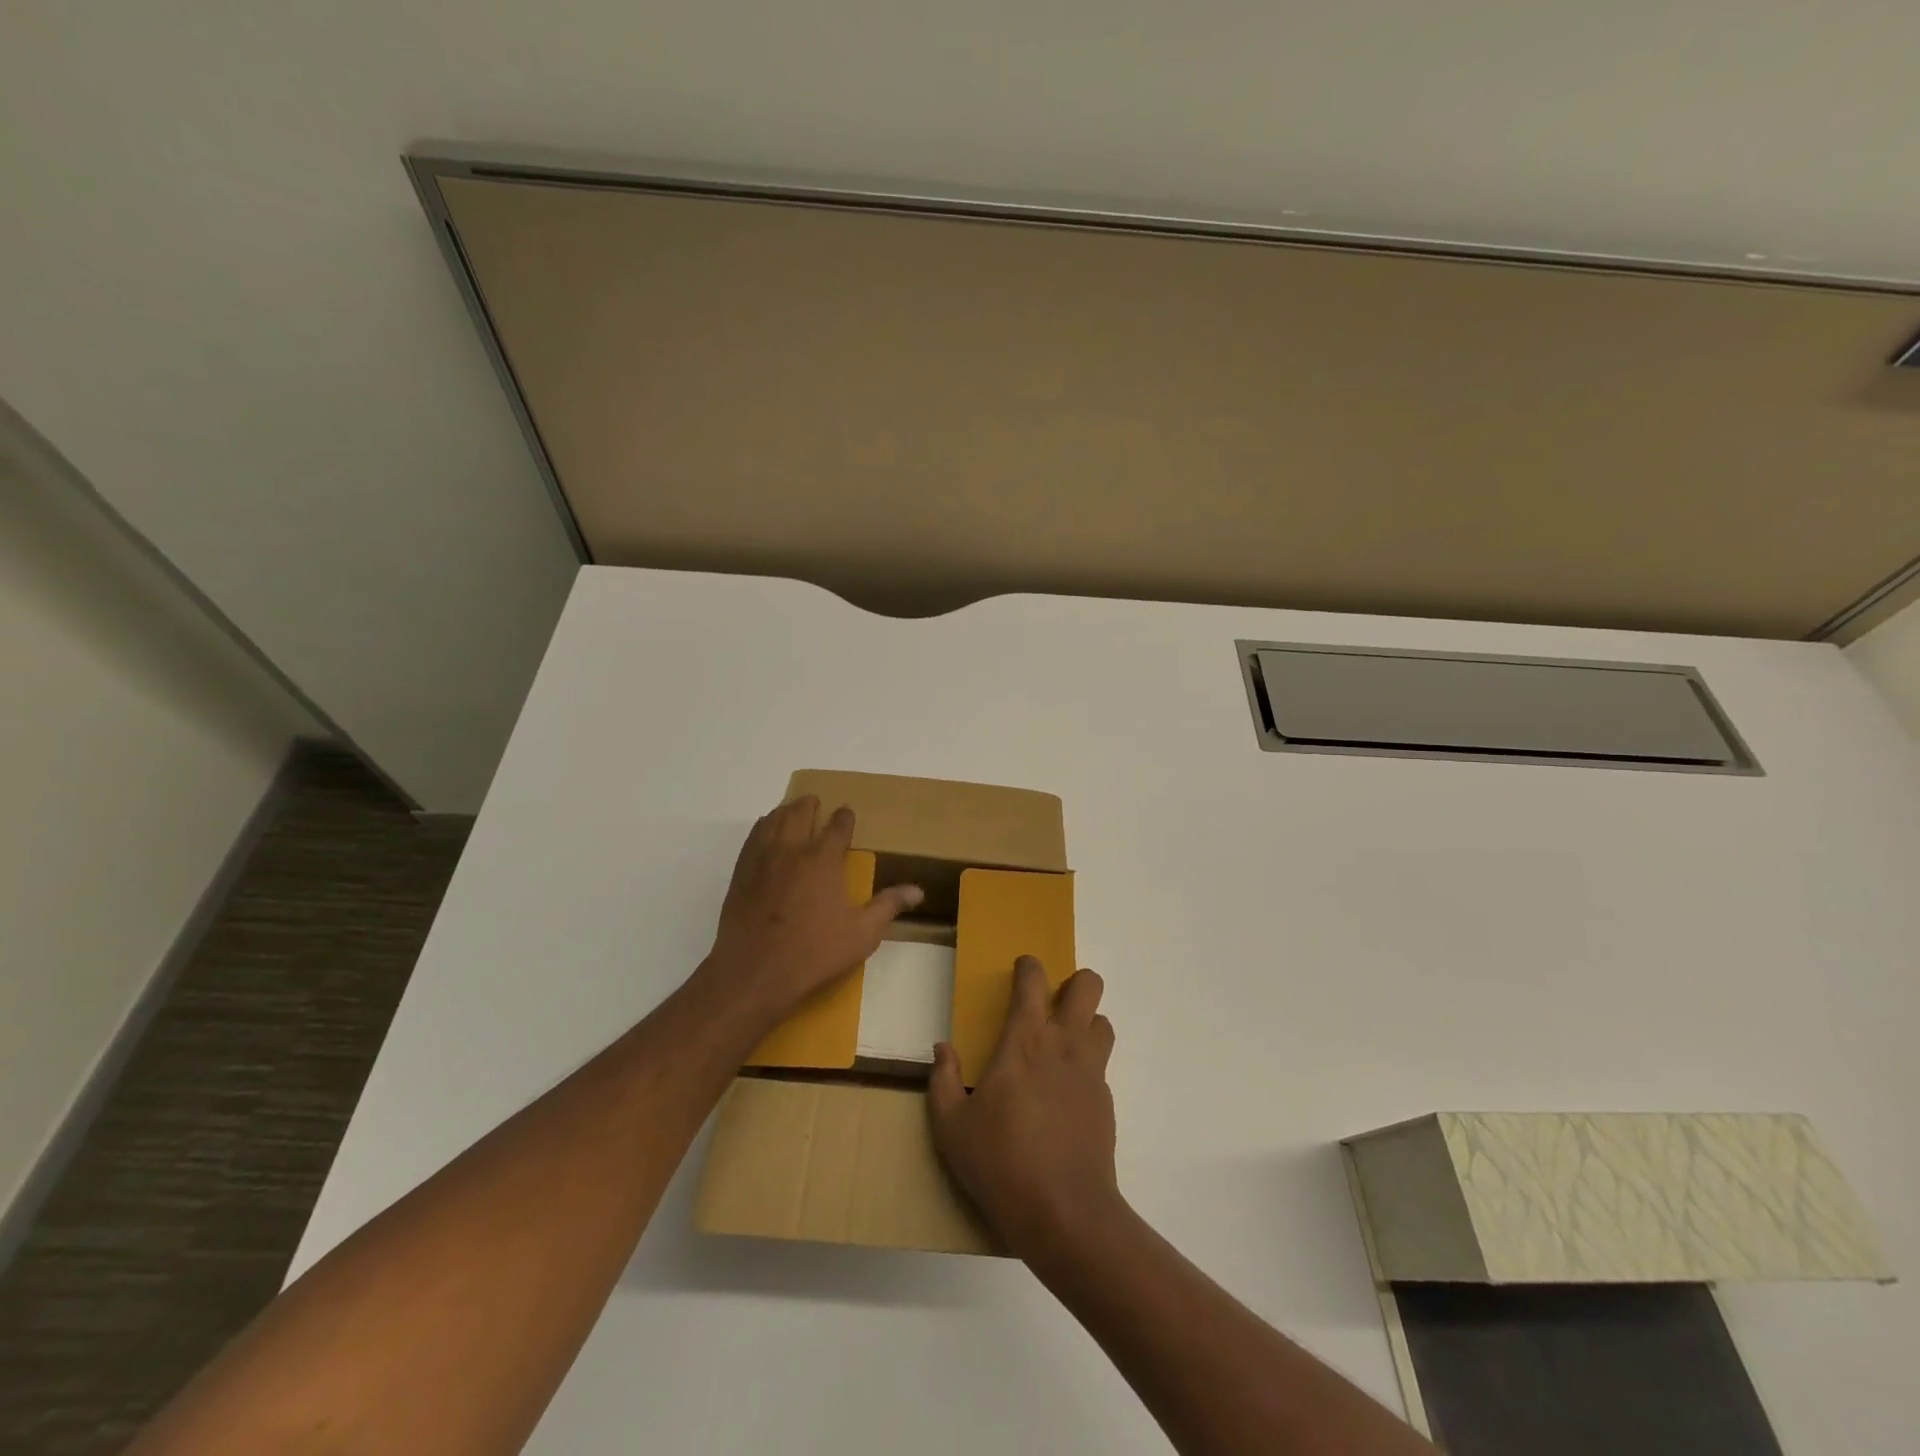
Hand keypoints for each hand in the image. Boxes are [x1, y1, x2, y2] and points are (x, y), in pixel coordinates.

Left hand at [702, 796, 921, 1028]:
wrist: (754, 973)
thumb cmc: (814, 953)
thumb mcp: (862, 934)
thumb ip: (888, 906)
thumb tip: (917, 891)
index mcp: (823, 859)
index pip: (838, 825)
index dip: (845, 817)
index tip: (847, 814)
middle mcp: (792, 849)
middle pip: (800, 812)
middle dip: (811, 805)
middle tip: (817, 804)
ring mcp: (762, 859)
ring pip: (773, 820)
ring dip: (785, 811)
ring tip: (792, 812)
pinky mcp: (741, 873)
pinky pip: (752, 838)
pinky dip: (763, 827)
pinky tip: (766, 835)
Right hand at [928, 956, 1122, 1263]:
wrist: (1064, 1211)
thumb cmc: (1000, 1161)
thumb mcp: (951, 1127)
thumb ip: (943, 1081)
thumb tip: (942, 1048)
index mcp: (1024, 1040)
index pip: (1033, 981)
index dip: (1029, 966)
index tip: (1022, 968)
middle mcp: (1063, 1044)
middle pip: (1088, 986)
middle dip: (1075, 983)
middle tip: (1053, 1003)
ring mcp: (1090, 1072)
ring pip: (1103, 1023)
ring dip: (1087, 1023)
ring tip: (1064, 1045)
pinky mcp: (1106, 1102)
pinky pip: (1101, 1066)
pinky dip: (1087, 1066)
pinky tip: (1067, 1095)